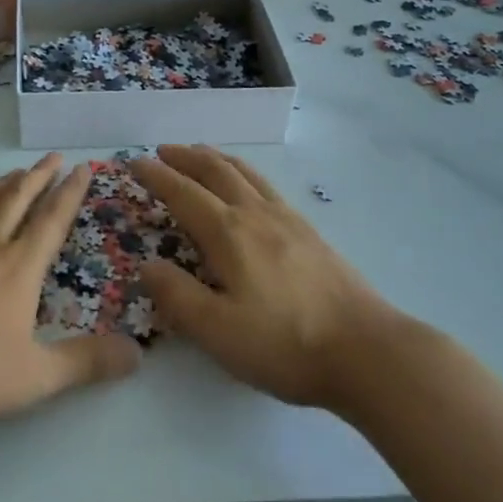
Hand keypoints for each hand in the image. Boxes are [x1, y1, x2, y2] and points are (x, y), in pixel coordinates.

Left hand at [0, 155, 140, 431]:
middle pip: (17, 198)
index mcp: (18, 268)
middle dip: (40, 175)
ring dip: (6, 183)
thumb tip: (137, 355)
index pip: (51, 219)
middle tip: (54, 156)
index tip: (84, 167)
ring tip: (18, 172)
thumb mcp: (37, 377)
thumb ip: (87, 363)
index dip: (71, 192)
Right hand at [131, 145, 403, 410]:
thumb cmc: (285, 344)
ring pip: (245, 174)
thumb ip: (177, 296)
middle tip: (163, 150)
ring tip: (201, 153)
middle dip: (186, 157)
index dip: (157, 176)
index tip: (135, 161)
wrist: (367, 351)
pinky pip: (267, 186)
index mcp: (229, 233)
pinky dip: (245, 173)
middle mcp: (256, 215)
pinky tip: (250, 188)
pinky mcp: (311, 233)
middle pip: (216, 171)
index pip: (183, 193)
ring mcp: (288, 220)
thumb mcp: (218, 331)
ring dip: (216, 158)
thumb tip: (146, 265)